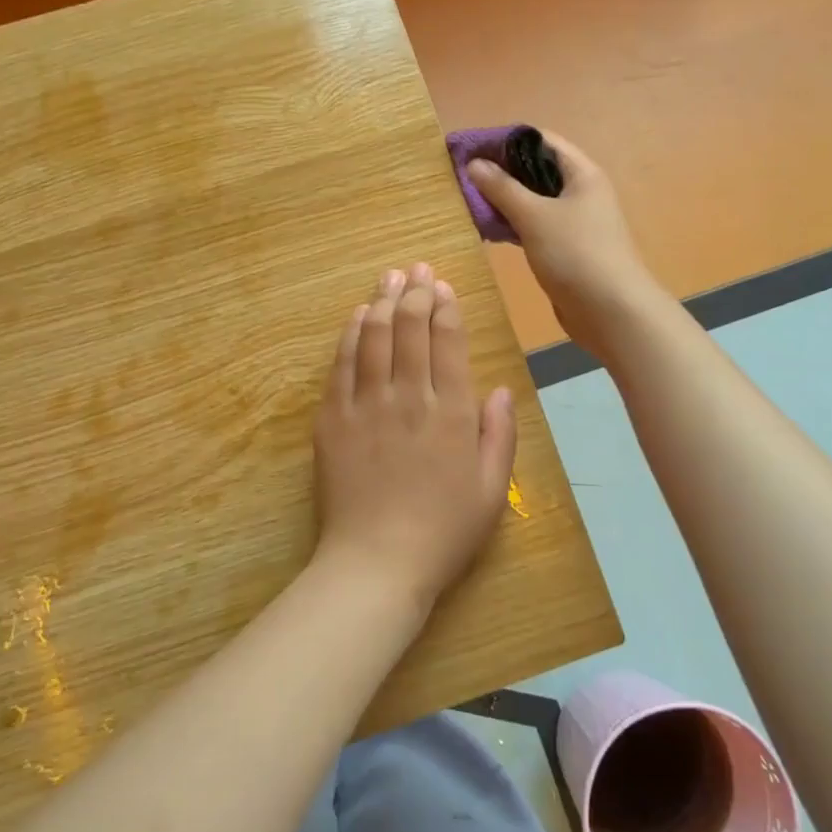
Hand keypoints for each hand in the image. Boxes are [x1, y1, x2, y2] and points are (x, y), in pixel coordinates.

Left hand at [311, 263, 517, 612]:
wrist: (376, 563)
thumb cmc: (443, 532)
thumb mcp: (492, 491)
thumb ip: (499, 434)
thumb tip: (499, 388)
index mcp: (452, 413)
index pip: (448, 342)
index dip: (445, 307)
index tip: (442, 286)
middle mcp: (409, 397)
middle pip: (409, 329)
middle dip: (415, 292)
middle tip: (416, 268)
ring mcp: (366, 405)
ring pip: (373, 337)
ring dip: (382, 301)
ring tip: (389, 277)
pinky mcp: (332, 419)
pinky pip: (342, 365)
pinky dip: (350, 335)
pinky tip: (357, 316)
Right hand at [464, 132, 658, 356]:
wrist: (612, 312)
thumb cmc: (576, 254)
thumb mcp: (534, 216)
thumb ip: (502, 188)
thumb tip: (474, 164)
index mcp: (581, 173)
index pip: (539, 140)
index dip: (503, 140)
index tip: (468, 148)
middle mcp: (579, 192)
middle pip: (535, 169)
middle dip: (499, 170)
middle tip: (461, 176)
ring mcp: (573, 222)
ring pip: (532, 200)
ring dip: (502, 198)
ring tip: (467, 200)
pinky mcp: (564, 248)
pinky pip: (533, 225)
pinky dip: (511, 223)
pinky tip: (486, 228)